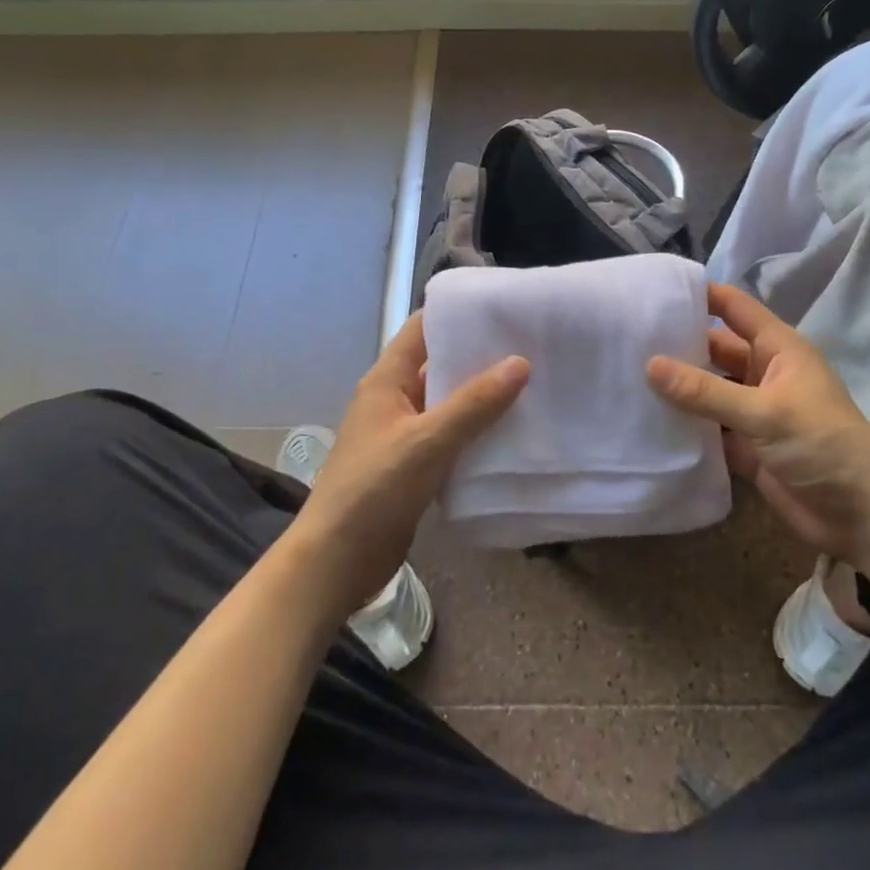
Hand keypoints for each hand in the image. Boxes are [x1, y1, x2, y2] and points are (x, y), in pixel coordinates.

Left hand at [288, 313, 527, 615]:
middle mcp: (393, 400)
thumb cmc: (374, 489)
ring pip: (448, 404)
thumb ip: (473, 403)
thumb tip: (520, 362)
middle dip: (480, 357)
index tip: (504, 308)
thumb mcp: (427, 441)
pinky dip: (476, 433)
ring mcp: (403, 434)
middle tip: (532, 347)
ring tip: (533, 385)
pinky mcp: (413, 467)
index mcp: (386, 380)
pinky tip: (512, 434)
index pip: (422, 329)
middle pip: (439, 365)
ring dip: (482, 397)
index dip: (458, 314)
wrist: (336, 562)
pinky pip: (450, 438)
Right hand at [647, 281, 869, 571]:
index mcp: (777, 349)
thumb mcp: (765, 412)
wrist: (863, 516)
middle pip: (713, 349)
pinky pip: (708, 428)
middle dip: (676, 344)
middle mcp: (762, 373)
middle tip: (624, 339)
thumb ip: (706, 391)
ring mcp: (753, 411)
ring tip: (624, 376)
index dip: (699, 293)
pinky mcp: (745, 446)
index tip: (654, 289)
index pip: (733, 307)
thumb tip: (650, 364)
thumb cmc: (823, 445)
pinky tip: (646, 421)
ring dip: (676, 387)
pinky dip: (684, 425)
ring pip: (707, 390)